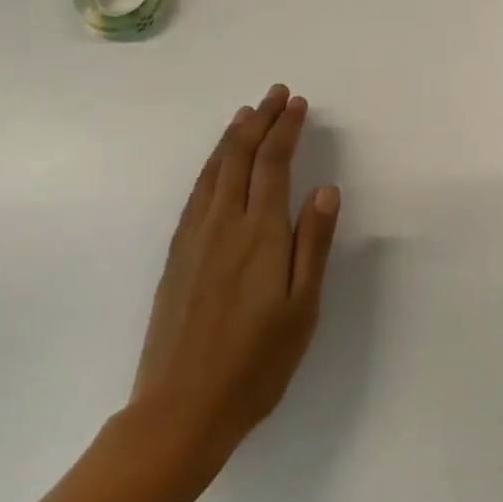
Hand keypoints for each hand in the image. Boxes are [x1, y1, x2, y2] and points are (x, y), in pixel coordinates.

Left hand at [124, 84, 340, 472]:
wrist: (181, 407)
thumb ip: (313, 244)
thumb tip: (326, 189)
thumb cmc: (256, 362)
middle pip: (240, 157)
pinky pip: (195, 194)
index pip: (273, 165)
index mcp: (259, 234)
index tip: (297, 104)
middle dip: (260, 121)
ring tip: (246, 114)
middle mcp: (223, 224)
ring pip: (213, 171)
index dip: (285, 130)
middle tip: (275, 94)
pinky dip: (210, 166)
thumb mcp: (301, 308)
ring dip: (232, 137)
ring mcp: (194, 238)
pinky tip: (216, 166)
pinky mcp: (176, 256)